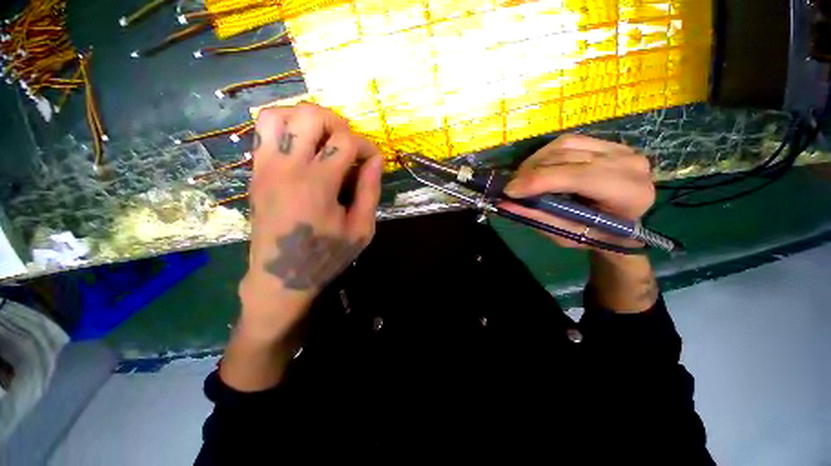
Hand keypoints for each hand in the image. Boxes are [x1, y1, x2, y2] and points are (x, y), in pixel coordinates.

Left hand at [239, 103, 382, 335]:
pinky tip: (303, 147)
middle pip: (310, 115)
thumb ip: (370, 191)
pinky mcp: (255, 172)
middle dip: (338, 123)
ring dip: (306, 119)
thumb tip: (376, 161)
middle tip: (349, 145)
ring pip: (278, 114)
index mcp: (317, 185)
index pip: (345, 142)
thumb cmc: (326, 255)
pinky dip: (286, 126)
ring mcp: (265, 167)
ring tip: (324, 139)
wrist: (280, 276)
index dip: (367, 147)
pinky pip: (263, 131)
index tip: (375, 161)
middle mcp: (287, 168)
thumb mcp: (361, 230)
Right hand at [502, 134, 654, 250]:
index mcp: (626, 192)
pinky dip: (545, 155)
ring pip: (565, 144)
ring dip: (535, 161)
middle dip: (531, 171)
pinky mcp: (607, 143)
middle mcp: (627, 163)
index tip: (509, 191)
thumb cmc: (596, 237)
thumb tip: (503, 203)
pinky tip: (537, 168)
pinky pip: (568, 141)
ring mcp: (619, 148)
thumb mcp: (566, 235)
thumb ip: (537, 218)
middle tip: (511, 187)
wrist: (624, 226)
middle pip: (568, 156)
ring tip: (522, 179)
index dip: (538, 180)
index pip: (576, 176)